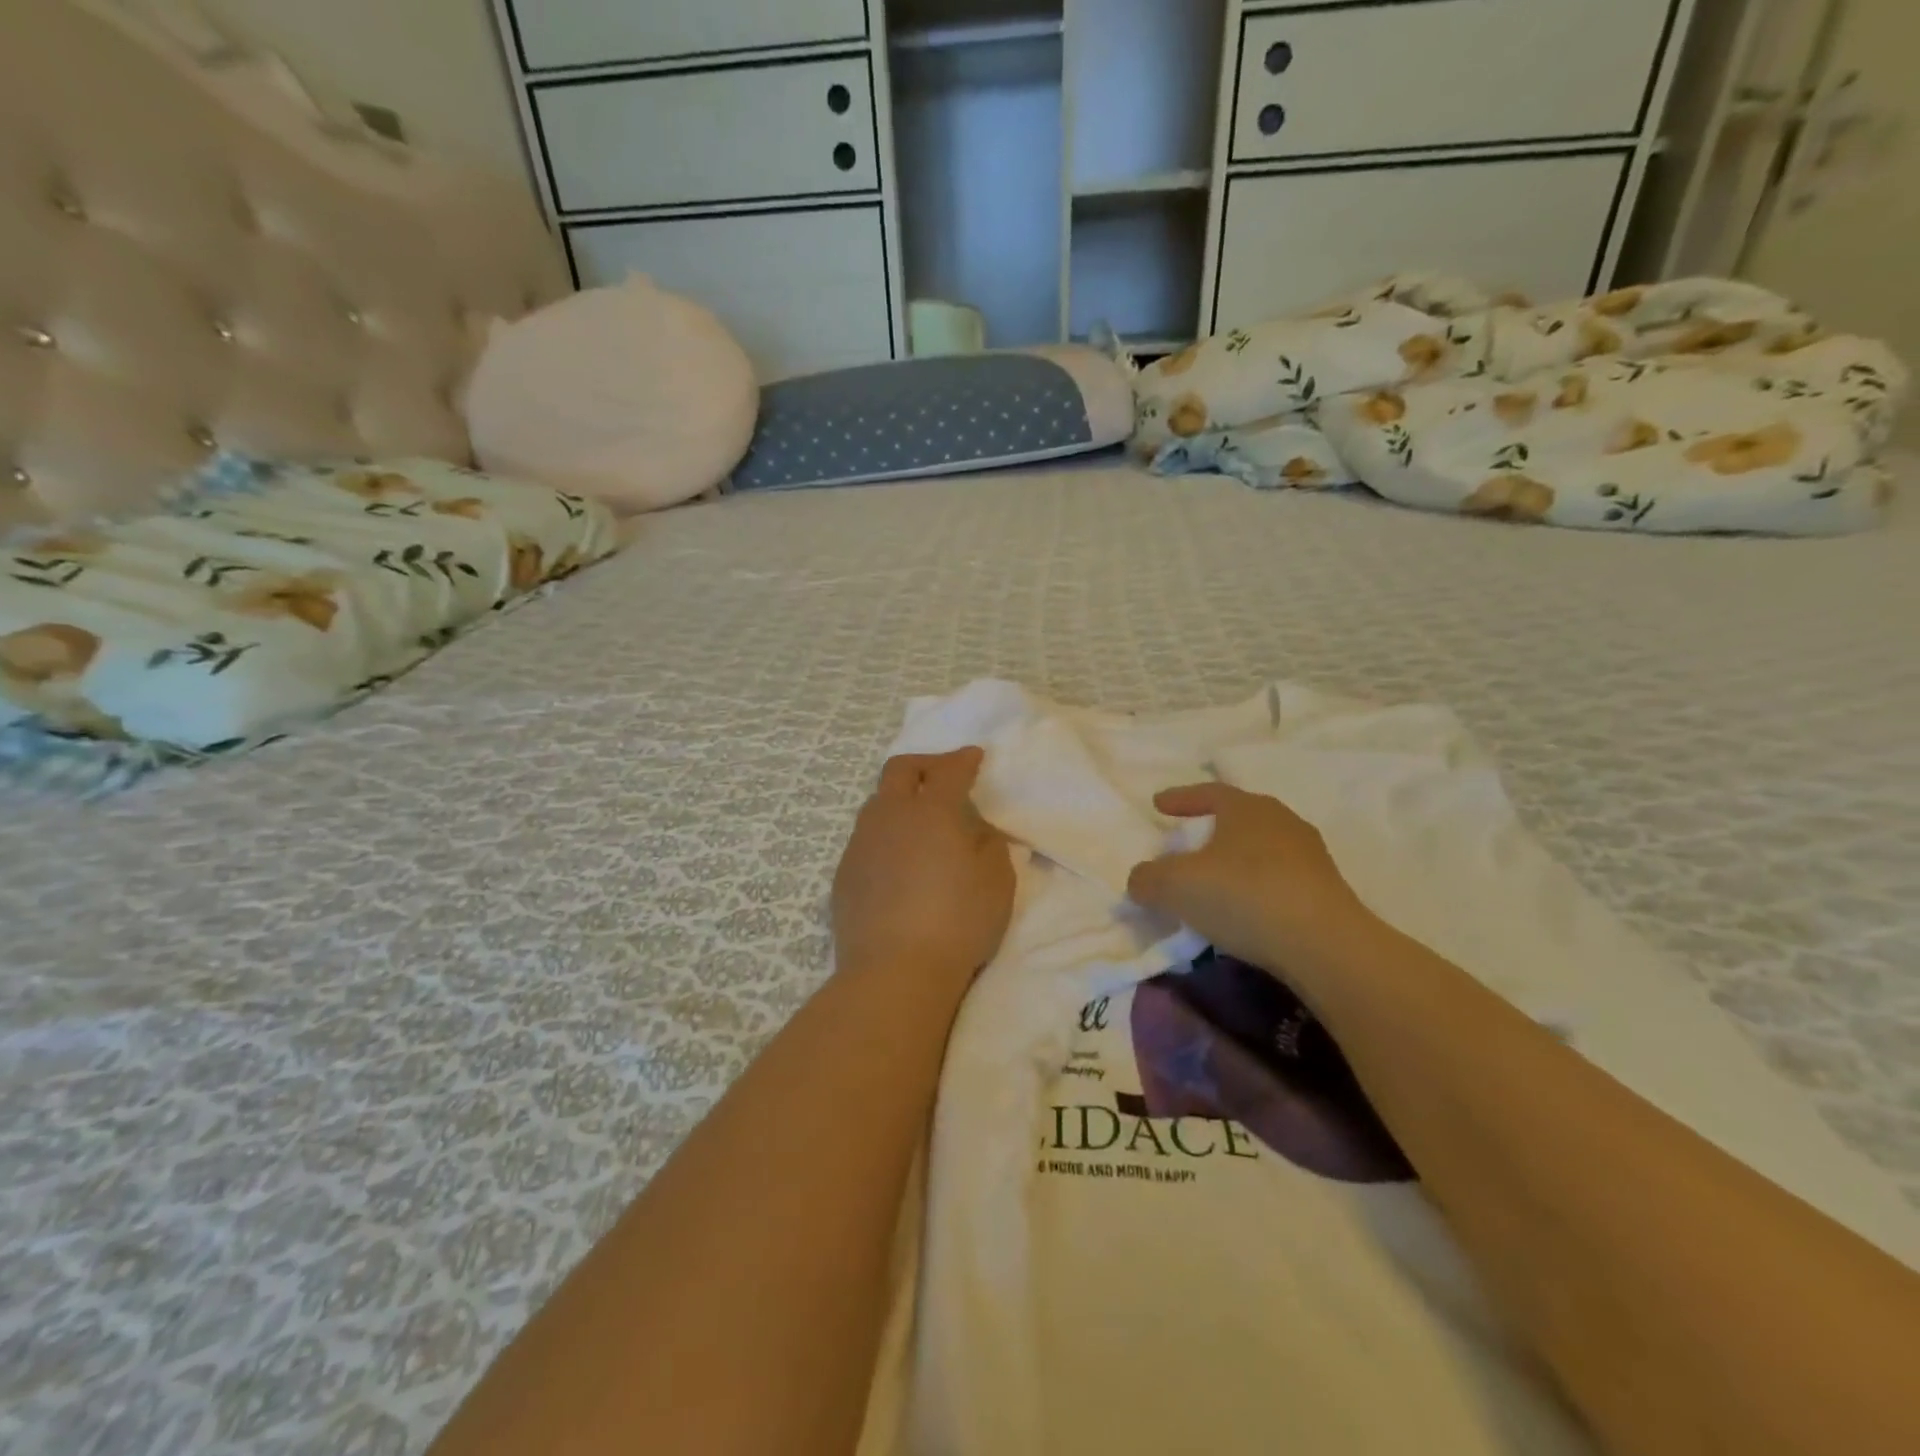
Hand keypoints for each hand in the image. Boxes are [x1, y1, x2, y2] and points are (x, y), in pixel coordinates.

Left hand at [832, 749, 1015, 991]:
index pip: (949, 770)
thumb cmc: (958, 922)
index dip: (963, 759)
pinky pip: (865, 839)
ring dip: (900, 800)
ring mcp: (861, 844)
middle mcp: (890, 816)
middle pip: (900, 770)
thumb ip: (990, 845)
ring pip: (877, 803)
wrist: (894, 971)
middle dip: (924, 764)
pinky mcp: (844, 873)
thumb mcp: (997, 882)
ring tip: (919, 822)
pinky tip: (898, 862)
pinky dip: (886, 836)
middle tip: (943, 775)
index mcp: (932, 811)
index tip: (974, 756)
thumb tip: (976, 830)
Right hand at [1127, 784, 1368, 972]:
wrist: (1324, 945)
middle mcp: (1282, 822)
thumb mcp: (1176, 887)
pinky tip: (1245, 912)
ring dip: (1236, 861)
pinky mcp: (1327, 892)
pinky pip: (1280, 880)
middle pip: (1240, 818)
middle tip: (1188, 842)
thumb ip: (1148, 879)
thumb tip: (1140, 879)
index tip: (1159, 804)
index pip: (1209, 792)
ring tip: (1216, 882)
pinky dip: (1257, 889)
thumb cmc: (1243, 896)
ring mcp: (1310, 856)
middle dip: (1212, 828)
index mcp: (1247, 808)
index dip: (1181, 798)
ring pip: (1262, 850)